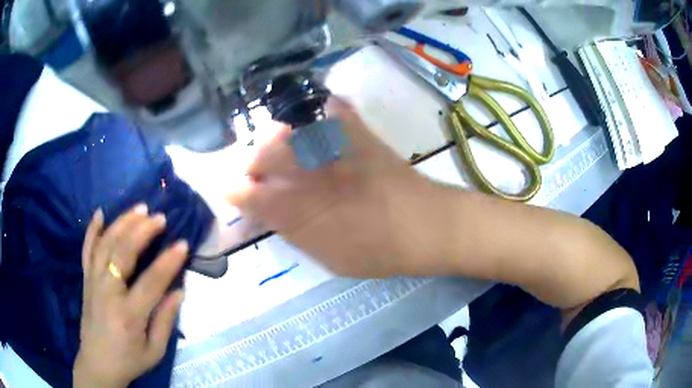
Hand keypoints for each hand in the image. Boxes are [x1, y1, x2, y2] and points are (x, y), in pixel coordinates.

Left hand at [74, 205, 187, 387]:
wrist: (97, 363)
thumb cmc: (129, 359)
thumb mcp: (155, 350)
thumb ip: (166, 320)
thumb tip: (179, 289)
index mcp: (128, 315)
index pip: (150, 282)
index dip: (168, 262)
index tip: (183, 244)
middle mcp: (107, 292)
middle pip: (122, 253)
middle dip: (142, 231)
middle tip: (160, 217)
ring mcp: (93, 282)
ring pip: (105, 245)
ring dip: (122, 223)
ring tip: (139, 209)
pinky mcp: (85, 280)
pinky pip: (86, 250)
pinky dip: (92, 230)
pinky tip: (100, 213)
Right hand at [228, 98, 444, 277]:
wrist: (425, 227)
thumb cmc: (377, 252)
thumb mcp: (329, 257)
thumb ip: (296, 233)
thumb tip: (275, 216)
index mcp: (297, 209)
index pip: (251, 195)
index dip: (236, 191)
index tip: (232, 191)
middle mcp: (308, 173)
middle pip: (264, 154)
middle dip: (253, 160)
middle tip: (258, 169)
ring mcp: (334, 148)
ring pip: (291, 131)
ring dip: (279, 136)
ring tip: (282, 144)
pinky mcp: (360, 135)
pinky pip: (337, 110)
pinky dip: (328, 111)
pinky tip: (325, 117)